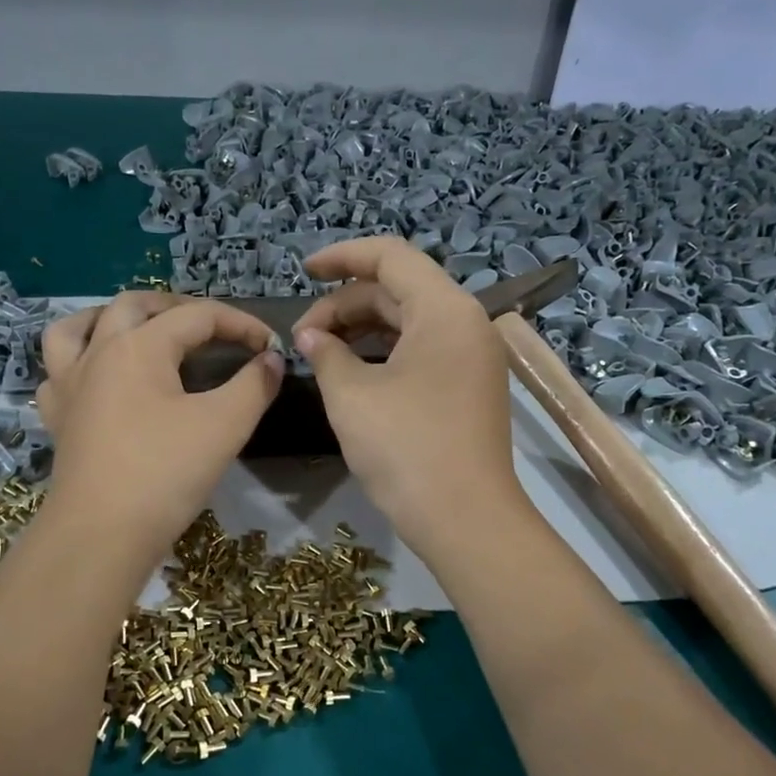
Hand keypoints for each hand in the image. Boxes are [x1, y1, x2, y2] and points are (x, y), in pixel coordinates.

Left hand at [37, 292, 283, 558]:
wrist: (100, 534)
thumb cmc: (165, 473)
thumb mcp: (224, 426)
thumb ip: (254, 385)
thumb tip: (271, 360)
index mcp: (138, 346)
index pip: (197, 316)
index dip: (240, 325)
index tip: (270, 348)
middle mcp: (98, 353)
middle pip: (134, 305)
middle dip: (177, 308)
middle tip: (210, 329)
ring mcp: (69, 385)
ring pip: (78, 327)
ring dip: (111, 319)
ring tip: (137, 331)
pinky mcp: (58, 418)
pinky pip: (59, 372)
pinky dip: (79, 363)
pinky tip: (98, 380)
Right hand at [291, 237, 523, 553]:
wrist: (465, 519)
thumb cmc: (406, 448)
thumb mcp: (352, 396)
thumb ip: (326, 354)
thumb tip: (311, 337)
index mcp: (445, 310)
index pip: (390, 256)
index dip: (342, 257)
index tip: (302, 271)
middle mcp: (466, 324)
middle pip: (399, 290)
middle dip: (345, 305)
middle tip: (302, 337)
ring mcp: (473, 358)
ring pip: (410, 322)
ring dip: (363, 329)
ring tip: (321, 352)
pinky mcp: (469, 387)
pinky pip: (423, 351)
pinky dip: (385, 353)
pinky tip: (353, 371)